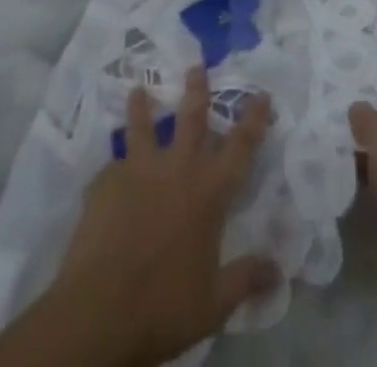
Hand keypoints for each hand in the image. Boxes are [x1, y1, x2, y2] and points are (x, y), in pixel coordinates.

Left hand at [40, 68, 276, 366]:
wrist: (98, 312)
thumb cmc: (163, 305)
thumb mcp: (214, 303)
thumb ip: (246, 279)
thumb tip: (278, 272)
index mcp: (209, 191)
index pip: (241, 145)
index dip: (254, 118)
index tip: (262, 93)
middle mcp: (178, 168)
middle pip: (191, 117)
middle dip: (197, 88)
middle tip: (196, 64)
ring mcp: (139, 171)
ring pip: (143, 127)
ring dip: (143, 107)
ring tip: (139, 89)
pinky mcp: (105, 183)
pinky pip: (112, 167)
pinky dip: (114, 167)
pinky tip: (107, 173)